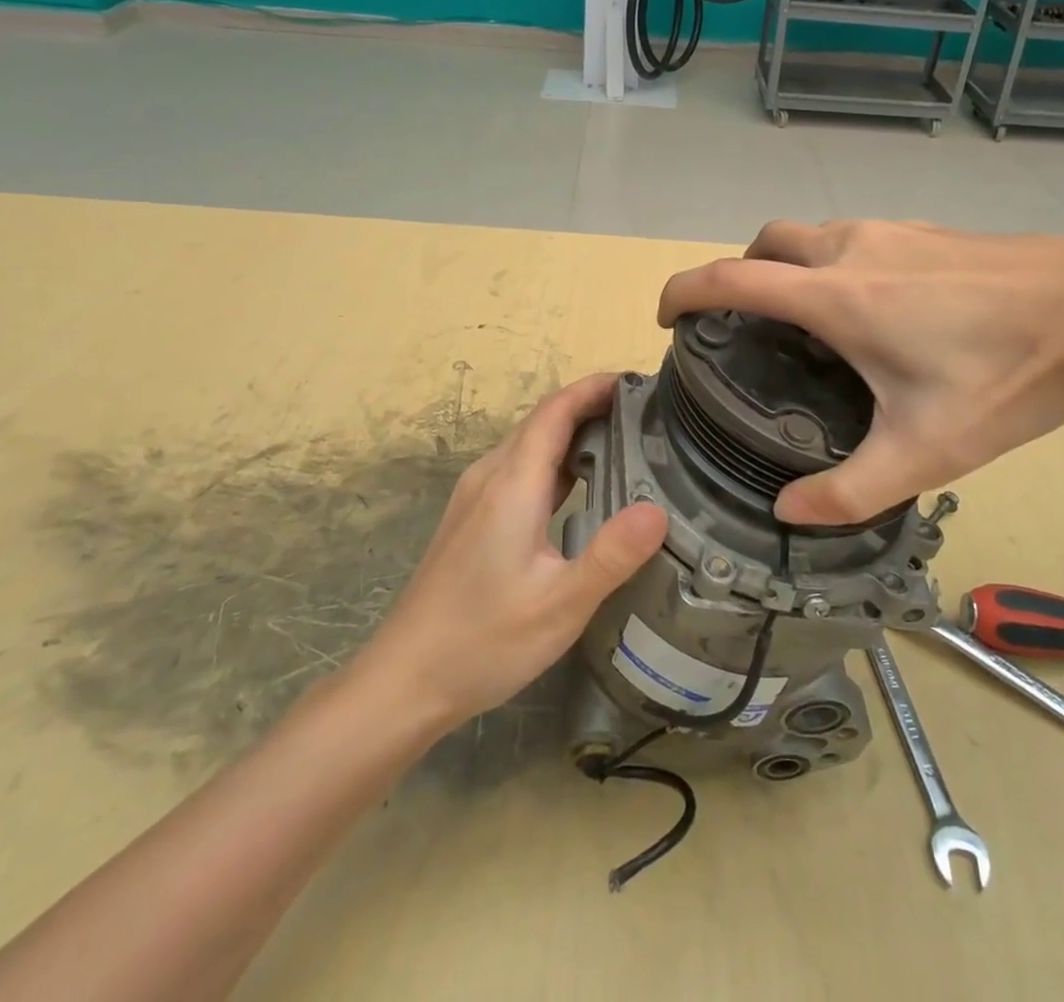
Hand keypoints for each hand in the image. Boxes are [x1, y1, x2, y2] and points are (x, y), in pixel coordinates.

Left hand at [360, 373, 667, 725]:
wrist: (404, 680)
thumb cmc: (483, 641)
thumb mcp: (561, 605)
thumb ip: (611, 555)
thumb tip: (659, 510)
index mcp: (512, 484)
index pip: (556, 410)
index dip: (594, 387)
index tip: (638, 382)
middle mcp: (490, 477)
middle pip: (542, 420)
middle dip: (590, 404)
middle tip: (644, 414)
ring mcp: (475, 497)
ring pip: (528, 444)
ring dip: (572, 431)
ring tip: (622, 441)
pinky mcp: (471, 518)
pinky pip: (518, 469)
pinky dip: (554, 459)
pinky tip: (579, 487)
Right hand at [659, 221, 1063, 526]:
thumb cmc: (1007, 374)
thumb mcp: (928, 450)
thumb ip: (850, 490)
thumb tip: (787, 512)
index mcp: (836, 296)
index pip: (730, 278)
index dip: (684, 292)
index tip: (667, 319)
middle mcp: (851, 250)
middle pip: (765, 242)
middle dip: (738, 273)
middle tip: (745, 327)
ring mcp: (891, 232)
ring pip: (811, 235)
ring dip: (788, 267)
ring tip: (807, 325)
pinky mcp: (925, 231)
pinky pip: (853, 238)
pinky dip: (831, 262)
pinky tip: (874, 310)